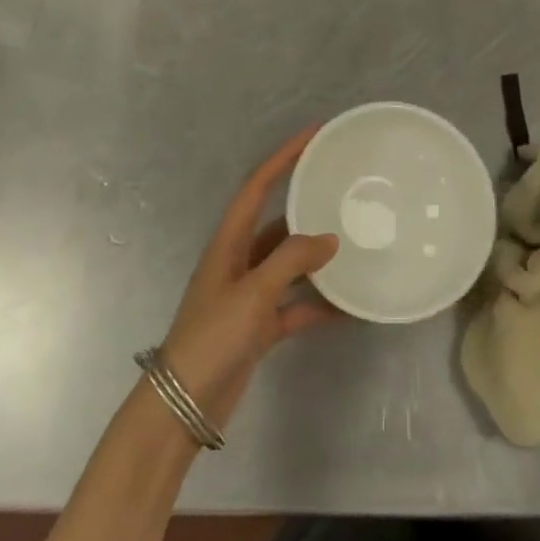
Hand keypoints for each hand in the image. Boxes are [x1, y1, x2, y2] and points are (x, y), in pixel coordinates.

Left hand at [159, 126, 342, 427]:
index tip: (313, 134)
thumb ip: (292, 260)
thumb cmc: (212, 338)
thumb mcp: (252, 293)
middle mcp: (238, 262)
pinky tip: (350, 306)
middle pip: (277, 222)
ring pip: (289, 265)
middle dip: (307, 205)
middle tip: (344, 190)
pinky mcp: (258, 326)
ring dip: (317, 258)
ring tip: (355, 245)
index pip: (257, 186)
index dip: (283, 157)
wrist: (184, 405)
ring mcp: (248, 295)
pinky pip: (295, 305)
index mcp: (229, 243)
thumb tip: (330, 240)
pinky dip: (319, 304)